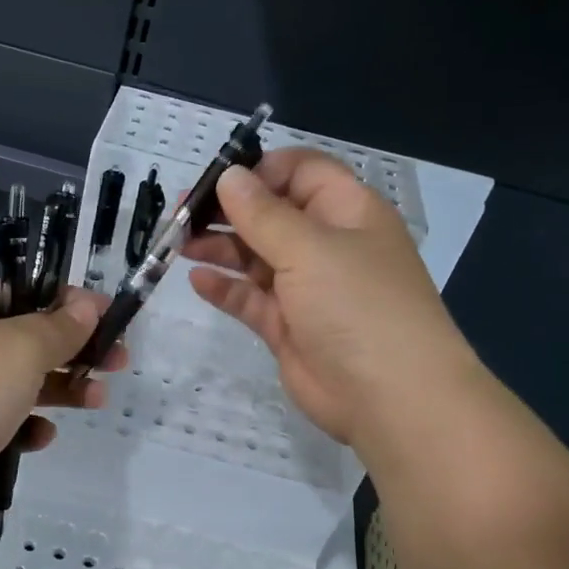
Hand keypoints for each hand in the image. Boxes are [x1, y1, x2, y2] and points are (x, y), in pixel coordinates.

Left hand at [0, 286, 126, 540]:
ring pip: (26, 385)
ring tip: (97, 400)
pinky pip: (9, 425)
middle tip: (119, 361)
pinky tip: (42, 437)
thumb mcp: (21, 346)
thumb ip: (60, 327)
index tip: (113, 316)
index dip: (72, 302)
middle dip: (77, 350)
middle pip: (33, 341)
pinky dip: (30, 428)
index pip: (29, 293)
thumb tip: (87, 306)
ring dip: (63, 390)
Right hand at [184, 149, 471, 448]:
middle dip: (228, 210)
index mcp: (347, 212)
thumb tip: (229, 176)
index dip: (261, 170)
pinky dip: (225, 288)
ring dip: (219, 246)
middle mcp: (328, 244)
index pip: (302, 172)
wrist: (392, 399)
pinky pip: (251, 298)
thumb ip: (262, 213)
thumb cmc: (357, 305)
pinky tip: (197, 280)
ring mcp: (308, 288)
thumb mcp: (309, 248)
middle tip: (179, 213)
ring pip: (256, 255)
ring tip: (177, 243)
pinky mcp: (289, 327)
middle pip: (272, 213)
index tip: (216, 179)